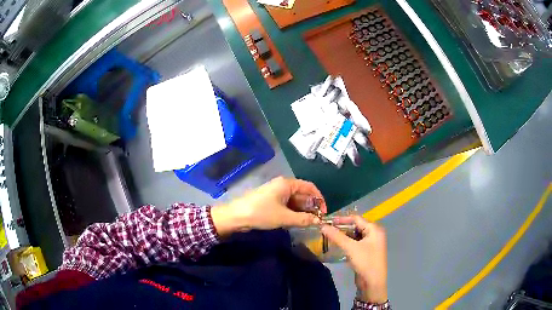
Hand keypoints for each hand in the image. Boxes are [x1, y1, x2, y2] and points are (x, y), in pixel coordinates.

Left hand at [212, 177, 326, 235]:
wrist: (236, 216)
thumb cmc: (261, 213)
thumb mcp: (284, 217)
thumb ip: (303, 219)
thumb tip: (319, 221)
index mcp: (287, 184)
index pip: (310, 187)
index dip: (319, 199)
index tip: (323, 213)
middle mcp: (283, 185)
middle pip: (303, 194)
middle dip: (310, 207)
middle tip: (315, 221)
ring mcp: (276, 193)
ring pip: (295, 201)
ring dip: (302, 211)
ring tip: (307, 223)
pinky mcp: (271, 200)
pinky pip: (287, 204)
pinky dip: (293, 212)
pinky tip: (295, 222)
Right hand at [321, 215, 387, 303]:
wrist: (373, 282)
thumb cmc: (365, 262)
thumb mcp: (350, 248)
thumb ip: (337, 236)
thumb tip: (323, 226)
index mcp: (374, 229)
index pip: (356, 219)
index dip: (342, 219)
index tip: (327, 220)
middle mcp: (374, 234)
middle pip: (356, 226)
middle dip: (342, 228)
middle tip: (327, 229)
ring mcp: (371, 243)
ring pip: (355, 235)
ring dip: (344, 236)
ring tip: (329, 236)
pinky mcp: (367, 252)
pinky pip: (356, 243)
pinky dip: (347, 243)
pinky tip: (338, 245)